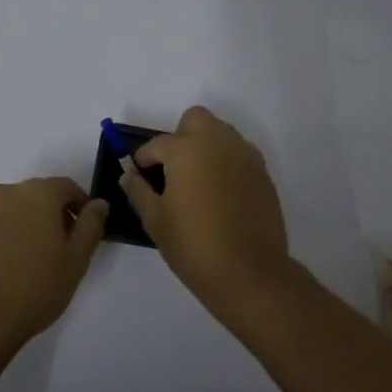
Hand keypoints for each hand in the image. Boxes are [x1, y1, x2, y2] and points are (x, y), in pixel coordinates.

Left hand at [0, 178, 108, 357]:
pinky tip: (6, 267)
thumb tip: (98, 204)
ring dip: (27, 225)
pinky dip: (4, 237)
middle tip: (61, 250)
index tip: (84, 233)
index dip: (80, 207)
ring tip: (31, 261)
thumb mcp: (77, 259)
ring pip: (14, 210)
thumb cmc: (35, 287)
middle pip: (39, 196)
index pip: (67, 187)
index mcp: (38, 193)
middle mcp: (7, 193)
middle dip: (53, 215)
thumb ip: (91, 225)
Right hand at [119, 107, 302, 326]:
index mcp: (187, 149)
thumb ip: (138, 191)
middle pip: (195, 119)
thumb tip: (128, 176)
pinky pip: (239, 154)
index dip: (143, 158)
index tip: (138, 173)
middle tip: (172, 168)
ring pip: (221, 133)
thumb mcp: (155, 220)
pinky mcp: (263, 173)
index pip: (157, 143)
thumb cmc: (193, 244)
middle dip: (180, 135)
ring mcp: (245, 156)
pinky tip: (220, 194)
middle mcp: (218, 142)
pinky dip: (226, 163)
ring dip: (205, 146)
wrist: (249, 272)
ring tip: (196, 181)